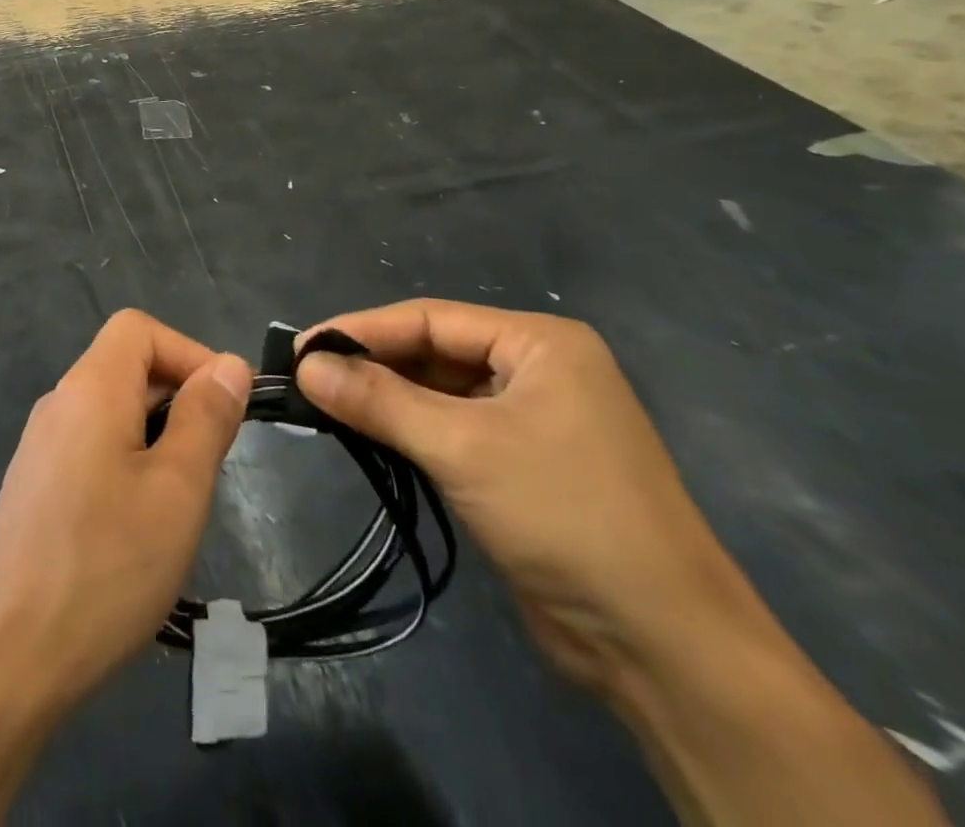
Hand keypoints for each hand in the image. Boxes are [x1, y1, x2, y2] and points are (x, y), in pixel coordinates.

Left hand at [0, 310, 250, 715]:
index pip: (139, 328)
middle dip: (178, 398)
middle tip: (211, 466)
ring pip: (111, 412)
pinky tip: (137, 528)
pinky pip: (90, 449)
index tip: (224, 406)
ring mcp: (39, 448)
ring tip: (180, 502)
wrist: (4, 661)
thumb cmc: (105, 566)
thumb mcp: (177, 490)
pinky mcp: (33, 488)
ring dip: (156, 437)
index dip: (189, 351)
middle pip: (125, 366)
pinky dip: (127, 463)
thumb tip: (228, 365)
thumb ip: (206, 418)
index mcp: (90, 388)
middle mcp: (58, 404)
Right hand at [294, 300, 742, 693]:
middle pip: (433, 352)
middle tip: (304, 378)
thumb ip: (379, 400)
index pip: (430, 319)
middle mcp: (537, 369)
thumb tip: (304, 366)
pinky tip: (367, 435)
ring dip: (385, 399)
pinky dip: (408, 431)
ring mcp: (532, 418)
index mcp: (539, 343)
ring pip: (438, 392)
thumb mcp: (461, 447)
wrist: (664, 645)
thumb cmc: (565, 516)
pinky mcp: (521, 464)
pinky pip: (450, 429)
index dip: (361, 330)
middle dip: (371, 365)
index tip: (300, 347)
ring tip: (322, 404)